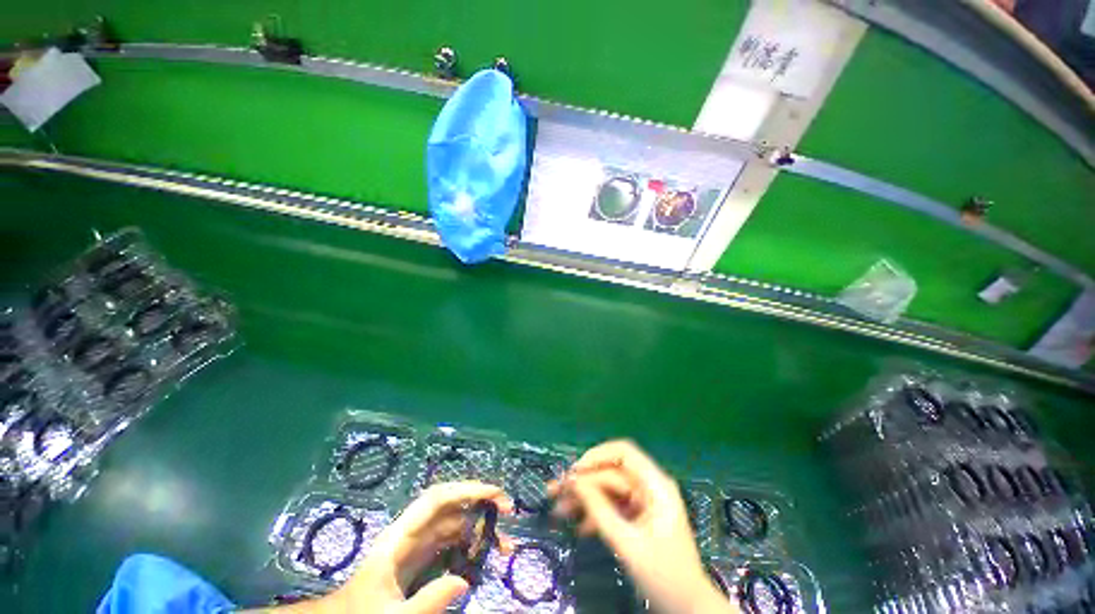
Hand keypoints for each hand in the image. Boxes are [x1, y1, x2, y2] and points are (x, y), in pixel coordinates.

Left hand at [269, 482, 512, 613]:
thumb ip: (427, 602)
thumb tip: (466, 581)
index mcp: (401, 536)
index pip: (437, 499)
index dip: (467, 490)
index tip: (495, 495)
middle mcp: (412, 533)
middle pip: (451, 506)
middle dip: (481, 502)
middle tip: (510, 511)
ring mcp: (419, 545)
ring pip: (456, 524)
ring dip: (481, 528)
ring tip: (505, 546)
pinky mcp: (423, 559)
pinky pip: (453, 544)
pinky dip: (472, 546)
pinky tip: (484, 559)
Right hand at [549, 440, 737, 613]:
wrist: (687, 607)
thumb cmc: (664, 576)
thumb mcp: (628, 543)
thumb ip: (599, 509)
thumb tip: (573, 481)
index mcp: (655, 485)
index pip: (623, 453)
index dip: (596, 456)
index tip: (574, 472)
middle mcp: (648, 486)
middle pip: (610, 472)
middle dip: (582, 482)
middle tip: (553, 492)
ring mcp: (642, 501)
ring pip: (606, 488)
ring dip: (583, 498)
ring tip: (558, 511)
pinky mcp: (636, 515)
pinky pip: (611, 505)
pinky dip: (594, 513)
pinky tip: (580, 527)